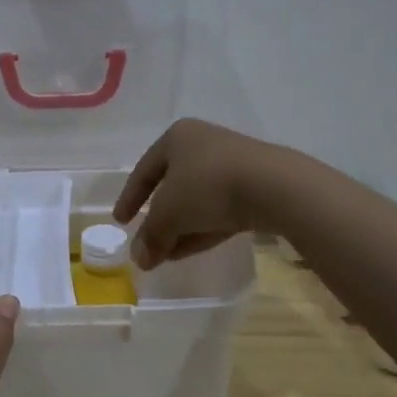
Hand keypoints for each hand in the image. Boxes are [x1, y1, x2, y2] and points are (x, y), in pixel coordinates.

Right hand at [113, 118, 287, 268]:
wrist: (274, 187)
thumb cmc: (207, 187)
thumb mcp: (168, 214)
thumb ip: (150, 236)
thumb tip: (139, 259)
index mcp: (177, 138)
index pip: (144, 170)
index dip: (129, 198)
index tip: (121, 222)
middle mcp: (203, 144)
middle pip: (172, 186)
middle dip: (158, 220)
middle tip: (147, 244)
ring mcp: (232, 164)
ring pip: (197, 201)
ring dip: (180, 229)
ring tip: (167, 256)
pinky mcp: (255, 186)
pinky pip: (220, 209)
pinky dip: (202, 229)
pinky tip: (191, 250)